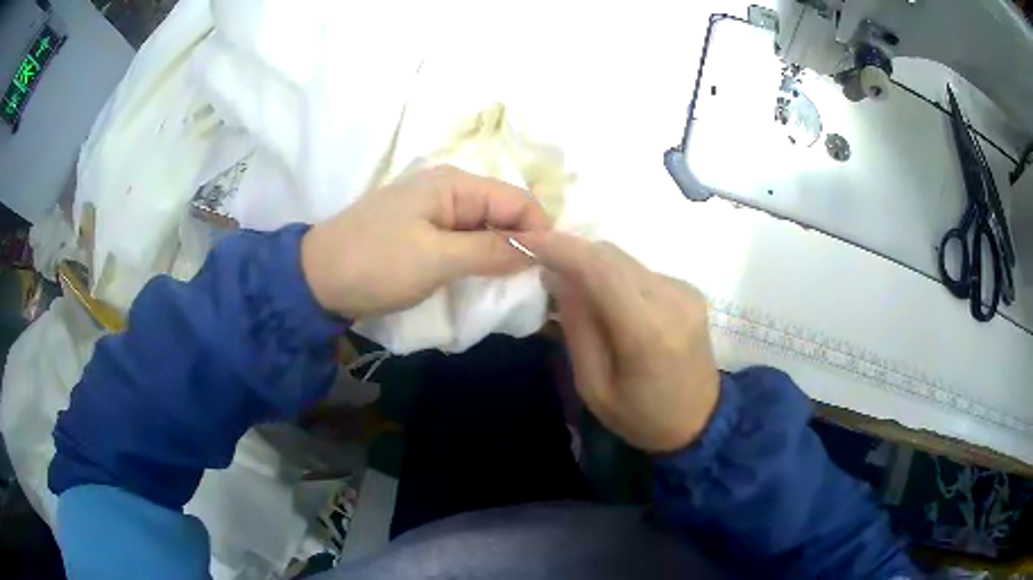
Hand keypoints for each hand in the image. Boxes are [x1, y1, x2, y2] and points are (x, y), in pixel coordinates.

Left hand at [302, 165, 549, 318]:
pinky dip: (478, 260)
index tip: (552, 271)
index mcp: (454, 184)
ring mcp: (433, 211)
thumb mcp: (437, 258)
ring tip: (514, 288)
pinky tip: (484, 282)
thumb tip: (539, 249)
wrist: (316, 280)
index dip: (540, 232)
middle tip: (536, 285)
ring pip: (484, 229)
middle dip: (522, 245)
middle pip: (503, 213)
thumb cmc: (376, 264)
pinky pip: (463, 242)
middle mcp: (448, 190)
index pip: (517, 201)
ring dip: (500, 256)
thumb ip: (491, 251)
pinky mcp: (422, 233)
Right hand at [519, 231, 719, 452]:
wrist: (700, 422)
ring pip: (624, 259)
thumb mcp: (594, 387)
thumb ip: (577, 328)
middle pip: (611, 256)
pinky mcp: (688, 290)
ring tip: (568, 286)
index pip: (599, 269)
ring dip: (591, 264)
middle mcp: (672, 299)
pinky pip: (639, 270)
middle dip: (570, 253)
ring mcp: (685, 291)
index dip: (559, 247)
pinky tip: (604, 299)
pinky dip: (613, 275)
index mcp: (648, 331)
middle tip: (540, 267)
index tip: (524, 241)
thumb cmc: (642, 417)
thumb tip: (558, 277)